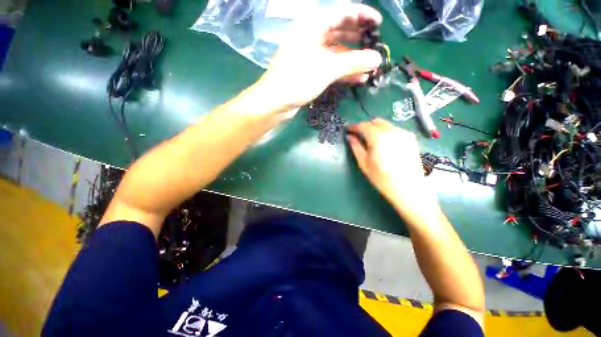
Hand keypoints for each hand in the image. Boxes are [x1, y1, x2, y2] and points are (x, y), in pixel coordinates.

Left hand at [257, 4, 382, 110]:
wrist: (276, 102)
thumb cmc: (298, 80)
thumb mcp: (327, 69)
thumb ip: (353, 62)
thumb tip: (378, 58)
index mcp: (313, 26)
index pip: (342, 12)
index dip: (362, 15)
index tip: (379, 25)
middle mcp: (312, 38)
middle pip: (340, 32)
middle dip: (359, 39)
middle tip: (375, 47)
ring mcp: (311, 57)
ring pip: (336, 53)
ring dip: (353, 60)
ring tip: (370, 67)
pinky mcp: (310, 73)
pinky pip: (331, 68)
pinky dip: (344, 72)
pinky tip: (357, 79)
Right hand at [346, 119, 440, 217]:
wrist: (408, 189)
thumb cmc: (382, 178)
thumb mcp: (364, 163)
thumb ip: (356, 147)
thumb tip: (349, 136)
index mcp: (378, 137)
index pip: (363, 126)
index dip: (354, 126)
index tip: (347, 129)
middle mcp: (392, 131)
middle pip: (375, 122)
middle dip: (365, 126)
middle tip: (358, 134)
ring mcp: (403, 134)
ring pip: (386, 125)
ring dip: (375, 128)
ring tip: (370, 139)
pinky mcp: (411, 138)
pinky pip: (395, 129)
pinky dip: (386, 132)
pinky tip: (384, 143)